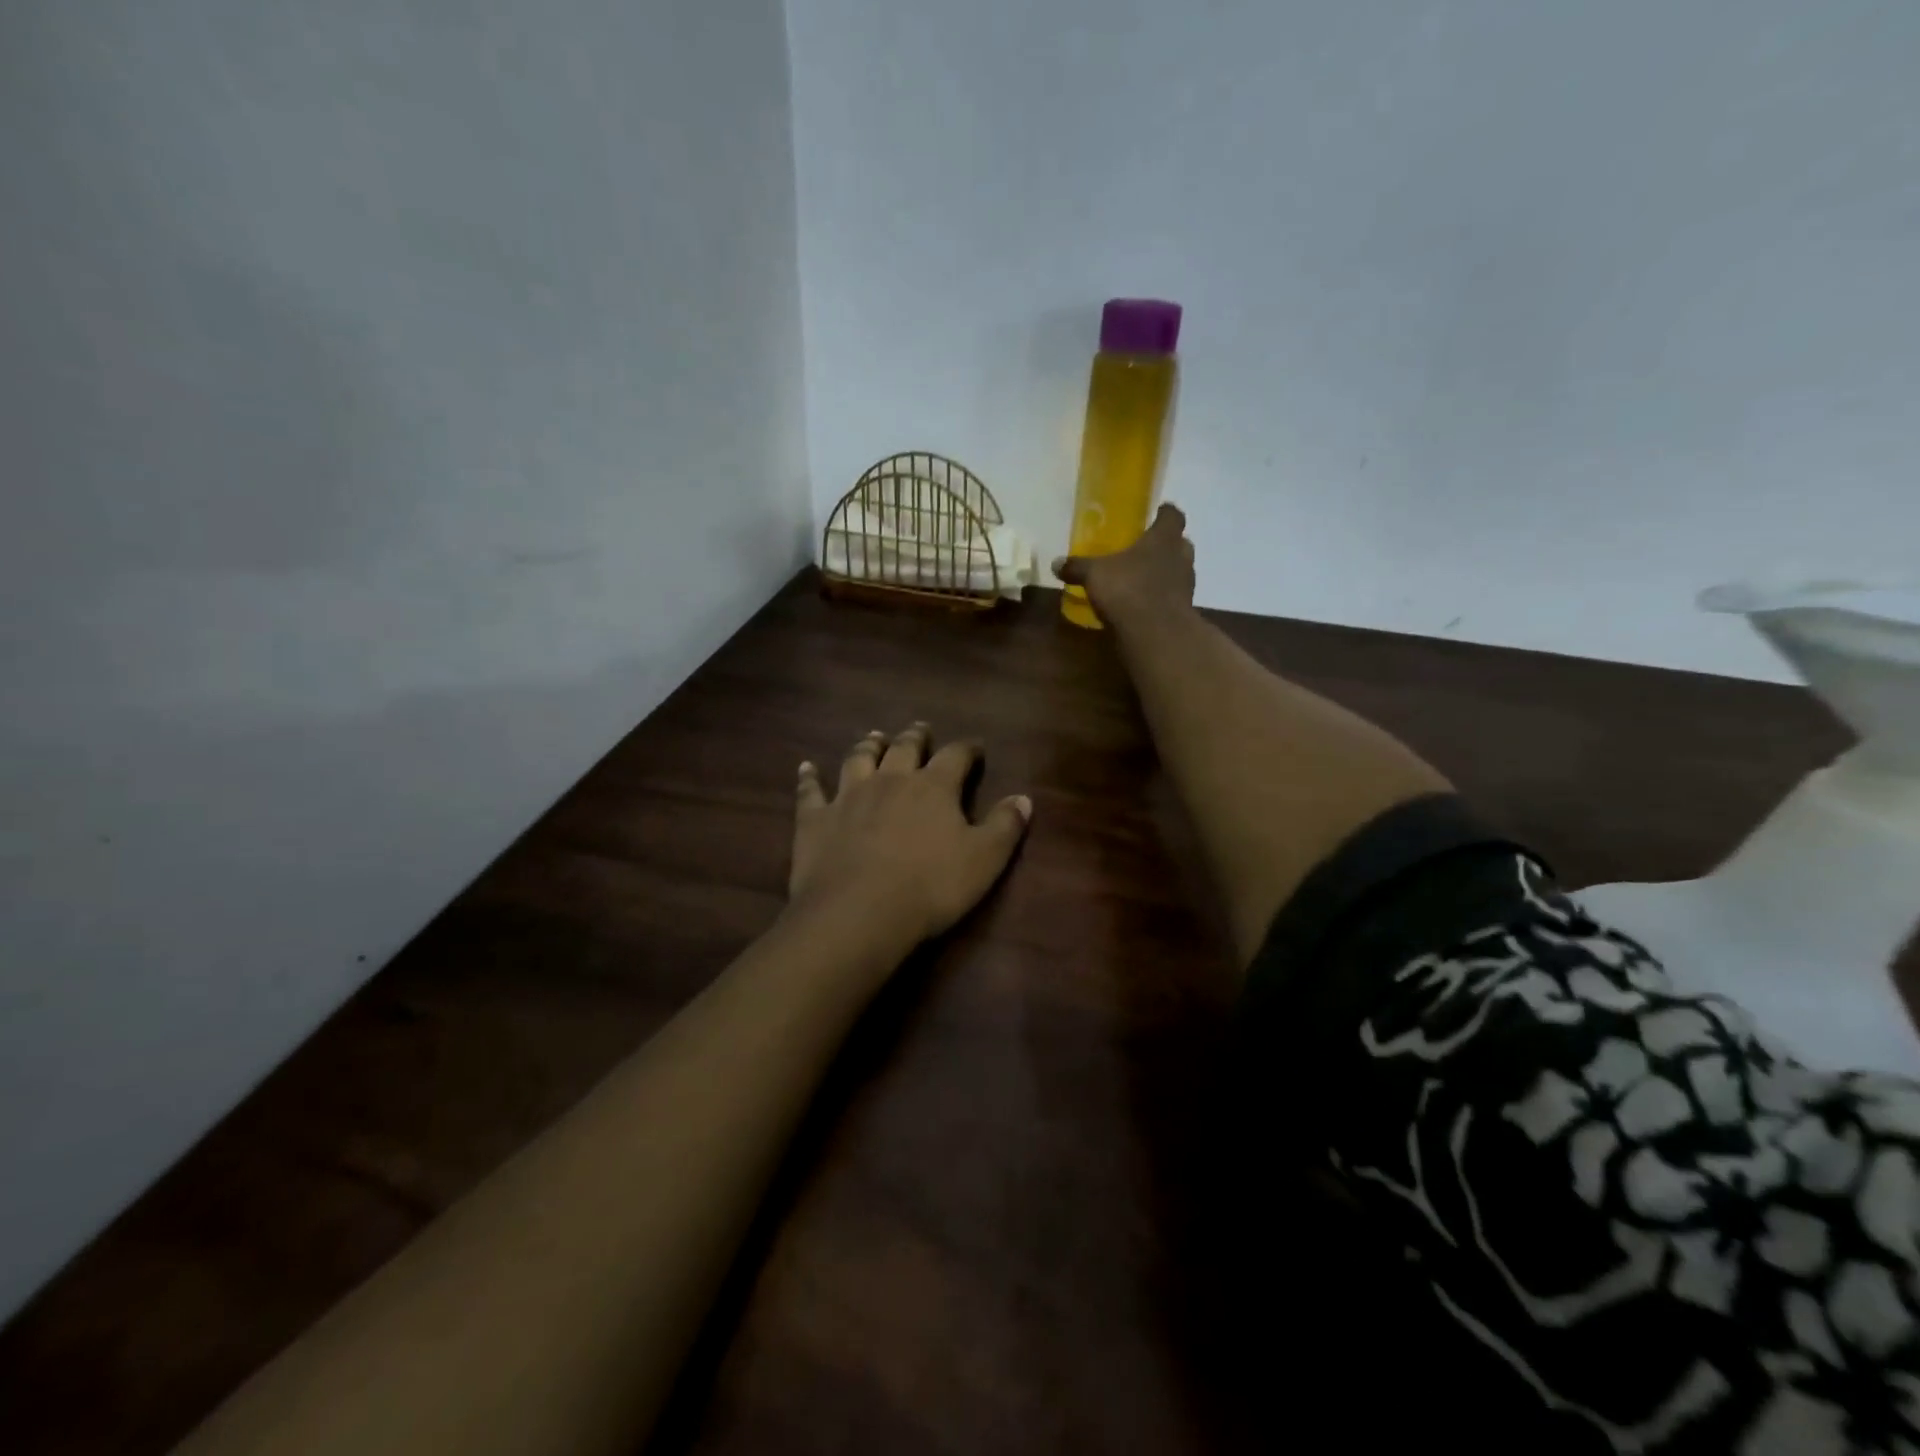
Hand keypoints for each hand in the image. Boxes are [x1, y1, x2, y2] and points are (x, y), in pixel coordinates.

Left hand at [790, 724, 1032, 945]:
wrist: (860, 912)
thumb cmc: (931, 887)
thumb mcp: (985, 860)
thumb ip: (1005, 826)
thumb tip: (1024, 798)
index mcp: (933, 787)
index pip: (955, 756)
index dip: (967, 749)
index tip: (975, 747)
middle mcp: (890, 780)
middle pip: (904, 748)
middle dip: (915, 736)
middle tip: (920, 729)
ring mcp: (848, 796)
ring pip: (858, 758)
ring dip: (868, 745)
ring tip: (874, 736)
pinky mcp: (815, 819)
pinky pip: (810, 791)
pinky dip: (809, 777)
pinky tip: (806, 768)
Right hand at [1051, 503, 1195, 618]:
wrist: (1156, 634)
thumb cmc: (1127, 589)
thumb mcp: (1094, 574)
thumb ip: (1077, 567)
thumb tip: (1056, 563)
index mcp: (1163, 538)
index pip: (1172, 515)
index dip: (1164, 513)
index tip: (1155, 513)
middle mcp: (1181, 557)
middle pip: (1180, 543)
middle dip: (1165, 545)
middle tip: (1144, 548)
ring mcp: (1186, 585)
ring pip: (1179, 571)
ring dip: (1165, 572)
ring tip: (1141, 578)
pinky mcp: (1184, 611)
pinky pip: (1173, 597)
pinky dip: (1161, 598)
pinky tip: (1142, 605)